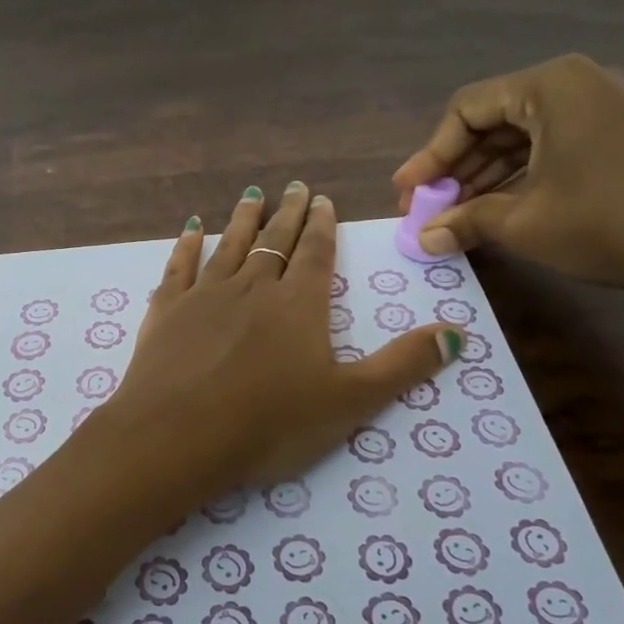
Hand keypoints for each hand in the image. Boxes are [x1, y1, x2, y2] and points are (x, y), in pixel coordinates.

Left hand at [103, 182, 463, 493]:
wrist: (179, 435)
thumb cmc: (270, 423)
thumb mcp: (350, 401)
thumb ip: (403, 366)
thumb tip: (458, 333)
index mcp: (299, 304)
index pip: (315, 254)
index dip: (322, 226)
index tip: (322, 200)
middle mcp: (253, 287)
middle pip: (274, 241)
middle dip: (287, 214)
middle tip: (294, 187)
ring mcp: (204, 296)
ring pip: (229, 246)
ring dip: (242, 219)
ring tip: (251, 195)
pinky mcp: (166, 311)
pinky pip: (179, 267)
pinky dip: (186, 246)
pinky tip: (190, 230)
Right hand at [392, 53, 623, 295]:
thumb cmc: (613, 222)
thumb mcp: (526, 223)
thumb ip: (466, 222)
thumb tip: (423, 238)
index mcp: (551, 86)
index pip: (466, 110)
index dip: (428, 155)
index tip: (406, 195)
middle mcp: (578, 84)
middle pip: (493, 121)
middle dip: (454, 170)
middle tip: (426, 212)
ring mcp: (605, 109)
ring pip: (522, 138)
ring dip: (484, 178)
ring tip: (455, 220)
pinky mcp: (622, 137)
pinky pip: (552, 150)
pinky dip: (520, 180)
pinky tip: (498, 213)